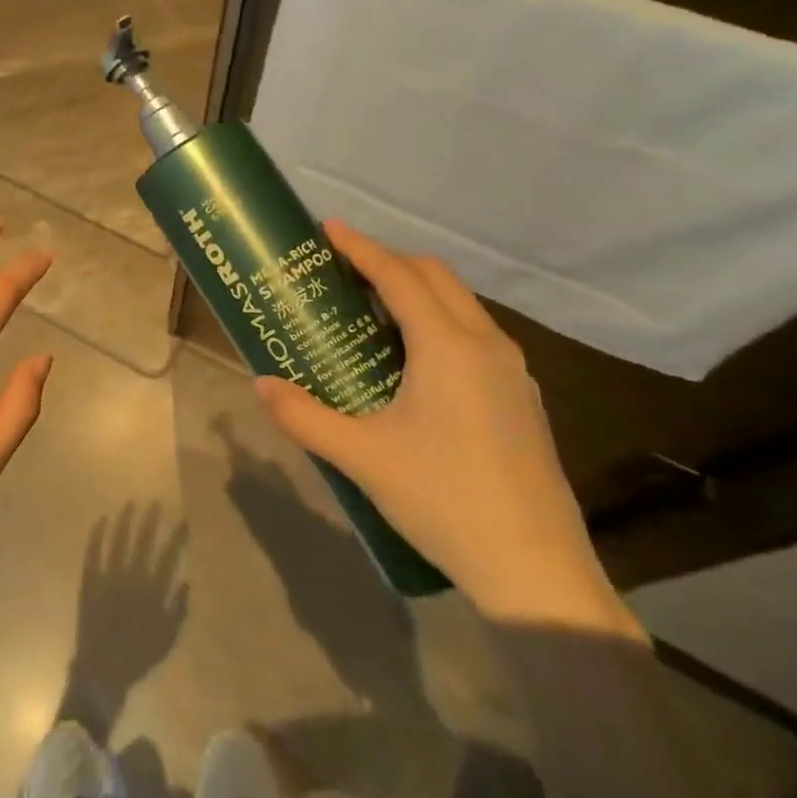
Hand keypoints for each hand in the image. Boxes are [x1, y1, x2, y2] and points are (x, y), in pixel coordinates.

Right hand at [254, 222, 644, 640]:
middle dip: (389, 260)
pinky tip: (416, 359)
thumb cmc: (443, 500)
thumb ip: (304, 416)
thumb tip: (261, 385)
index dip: (361, 247)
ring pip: (461, 304)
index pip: (399, 276)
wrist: (535, 569)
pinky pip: (475, 333)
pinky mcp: (522, 397)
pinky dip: (440, 320)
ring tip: (373, 308)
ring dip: (418, 290)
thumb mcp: (362, 457)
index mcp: (447, 347)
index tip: (328, 228)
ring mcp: (513, 371)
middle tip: (344, 268)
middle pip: (436, 277)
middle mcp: (486, 344)